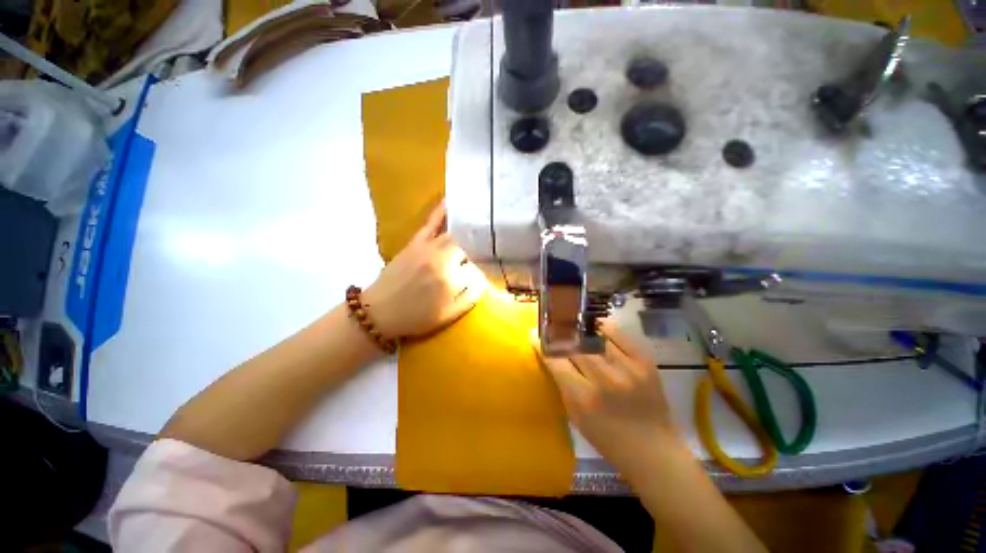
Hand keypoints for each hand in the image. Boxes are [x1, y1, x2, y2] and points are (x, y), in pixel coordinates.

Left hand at [363, 203, 483, 338]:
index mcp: (450, 280)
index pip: (476, 268)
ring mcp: (427, 248)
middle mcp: (441, 259)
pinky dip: (441, 211)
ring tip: (480, 226)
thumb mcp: (448, 315)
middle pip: (468, 248)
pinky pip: (431, 223)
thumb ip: (470, 296)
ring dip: (467, 234)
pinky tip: (450, 200)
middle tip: (481, 257)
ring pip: (455, 235)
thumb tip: (484, 278)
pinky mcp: (416, 242)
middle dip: (476, 253)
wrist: (379, 312)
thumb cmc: (416, 317)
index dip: (481, 273)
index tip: (481, 277)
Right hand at [532, 326, 679, 472]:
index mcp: (583, 398)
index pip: (556, 362)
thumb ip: (563, 385)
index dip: (544, 347)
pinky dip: (606, 328)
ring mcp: (627, 369)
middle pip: (574, 347)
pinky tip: (598, 327)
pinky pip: (621, 335)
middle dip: (561, 337)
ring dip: (581, 331)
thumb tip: (550, 357)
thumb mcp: (576, 417)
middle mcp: (604, 380)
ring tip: (573, 323)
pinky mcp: (645, 363)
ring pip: (595, 337)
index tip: (536, 337)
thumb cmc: (608, 439)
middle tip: (554, 328)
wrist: (654, 450)